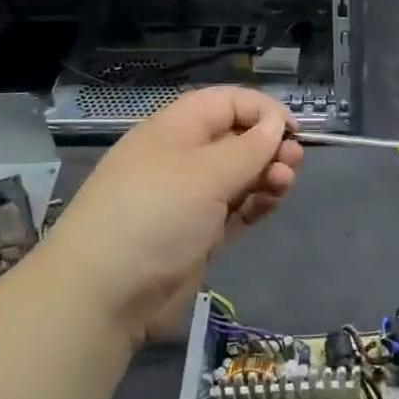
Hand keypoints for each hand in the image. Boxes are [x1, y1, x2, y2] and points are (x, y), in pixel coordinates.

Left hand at [52, 87, 302, 343]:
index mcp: (176, 128)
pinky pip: (235, 208)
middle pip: (237, 138)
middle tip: (293, 163)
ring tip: (284, 185)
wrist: (104, 295)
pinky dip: (256, 203)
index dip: (263, 111)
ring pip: (240, 175)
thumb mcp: (205, 174)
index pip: (227, 103)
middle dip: (269, 146)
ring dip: (267, 175)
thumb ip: (249, 147)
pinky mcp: (197, 232)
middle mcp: (183, 157)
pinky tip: (270, 205)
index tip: (294, 130)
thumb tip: (276, 123)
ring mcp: (190, 197)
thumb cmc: (155, 215)